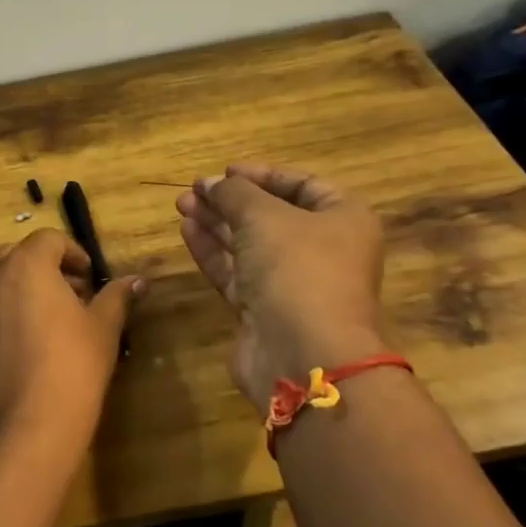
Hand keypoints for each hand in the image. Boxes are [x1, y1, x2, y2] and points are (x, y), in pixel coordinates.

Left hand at [0, 229, 143, 465]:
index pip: (49, 239)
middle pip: (20, 255)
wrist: (24, 428)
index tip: (91, 279)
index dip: (74, 253)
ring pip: (1, 281)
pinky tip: (35, 343)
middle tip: (76, 295)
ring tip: (57, 320)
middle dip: (48, 267)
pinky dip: (10, 311)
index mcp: (25, 265)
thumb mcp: (102, 329)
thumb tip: (137, 280)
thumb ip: (116, 297)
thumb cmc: (72, 367)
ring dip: (28, 287)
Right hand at [176, 164, 386, 408]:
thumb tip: (212, 183)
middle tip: (193, 190)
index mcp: (343, 220)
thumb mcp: (264, 216)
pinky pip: (236, 272)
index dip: (263, 175)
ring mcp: (293, 284)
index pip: (303, 185)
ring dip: (216, 223)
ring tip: (182, 205)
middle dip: (231, 200)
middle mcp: (323, 250)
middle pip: (272, 215)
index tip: (226, 171)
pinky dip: (213, 251)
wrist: (304, 355)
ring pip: (249, 244)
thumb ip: (234, 193)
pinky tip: (187, 231)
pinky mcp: (265, 310)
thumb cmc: (297, 269)